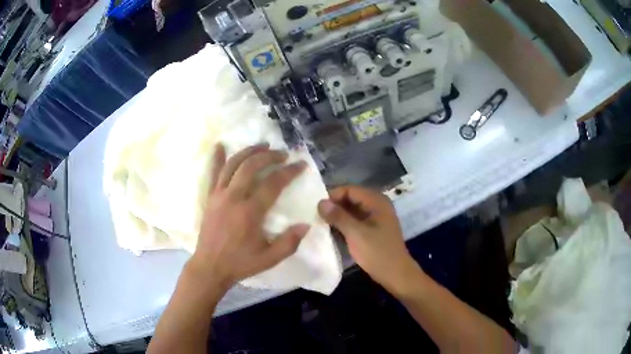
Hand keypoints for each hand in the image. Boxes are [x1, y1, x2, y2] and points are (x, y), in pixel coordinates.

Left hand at [189, 143, 308, 289]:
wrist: (210, 267)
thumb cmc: (240, 263)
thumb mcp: (269, 258)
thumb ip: (289, 242)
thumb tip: (306, 224)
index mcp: (250, 212)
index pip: (273, 183)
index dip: (289, 171)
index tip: (301, 164)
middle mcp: (233, 197)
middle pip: (251, 167)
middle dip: (269, 156)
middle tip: (282, 154)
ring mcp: (218, 195)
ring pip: (233, 165)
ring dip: (248, 151)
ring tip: (262, 145)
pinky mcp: (209, 197)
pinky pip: (212, 173)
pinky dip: (217, 158)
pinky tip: (220, 146)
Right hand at [318, 186, 418, 291]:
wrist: (396, 274)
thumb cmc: (377, 252)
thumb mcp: (355, 233)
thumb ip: (338, 216)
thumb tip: (320, 202)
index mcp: (376, 201)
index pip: (349, 189)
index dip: (332, 196)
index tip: (316, 208)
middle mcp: (377, 205)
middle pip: (351, 198)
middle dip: (334, 206)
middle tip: (316, 216)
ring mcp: (376, 217)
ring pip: (352, 210)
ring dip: (338, 216)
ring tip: (321, 224)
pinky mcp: (374, 229)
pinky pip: (356, 220)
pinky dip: (345, 224)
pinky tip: (333, 231)